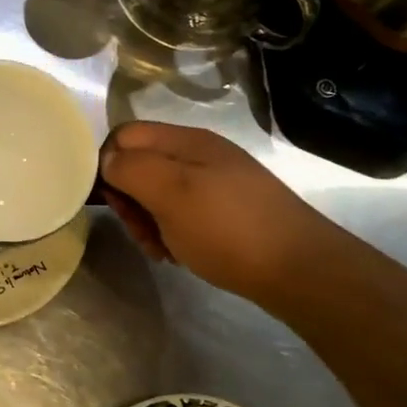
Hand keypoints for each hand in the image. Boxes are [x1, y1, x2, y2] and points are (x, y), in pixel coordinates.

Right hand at [100, 122, 332, 306]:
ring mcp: (215, 182)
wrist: (300, 270)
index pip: (125, 136)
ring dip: (147, 220)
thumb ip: (131, 168)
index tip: (110, 203)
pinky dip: (171, 231)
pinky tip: (179, 254)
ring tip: (159, 249)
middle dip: (128, 199)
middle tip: (139, 232)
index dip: (107, 164)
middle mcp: (199, 154)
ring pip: (158, 192)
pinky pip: (182, 212)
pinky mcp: (227, 210)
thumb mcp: (171, 194)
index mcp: (186, 140)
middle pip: (140, 164)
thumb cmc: (228, 229)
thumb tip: (107, 161)